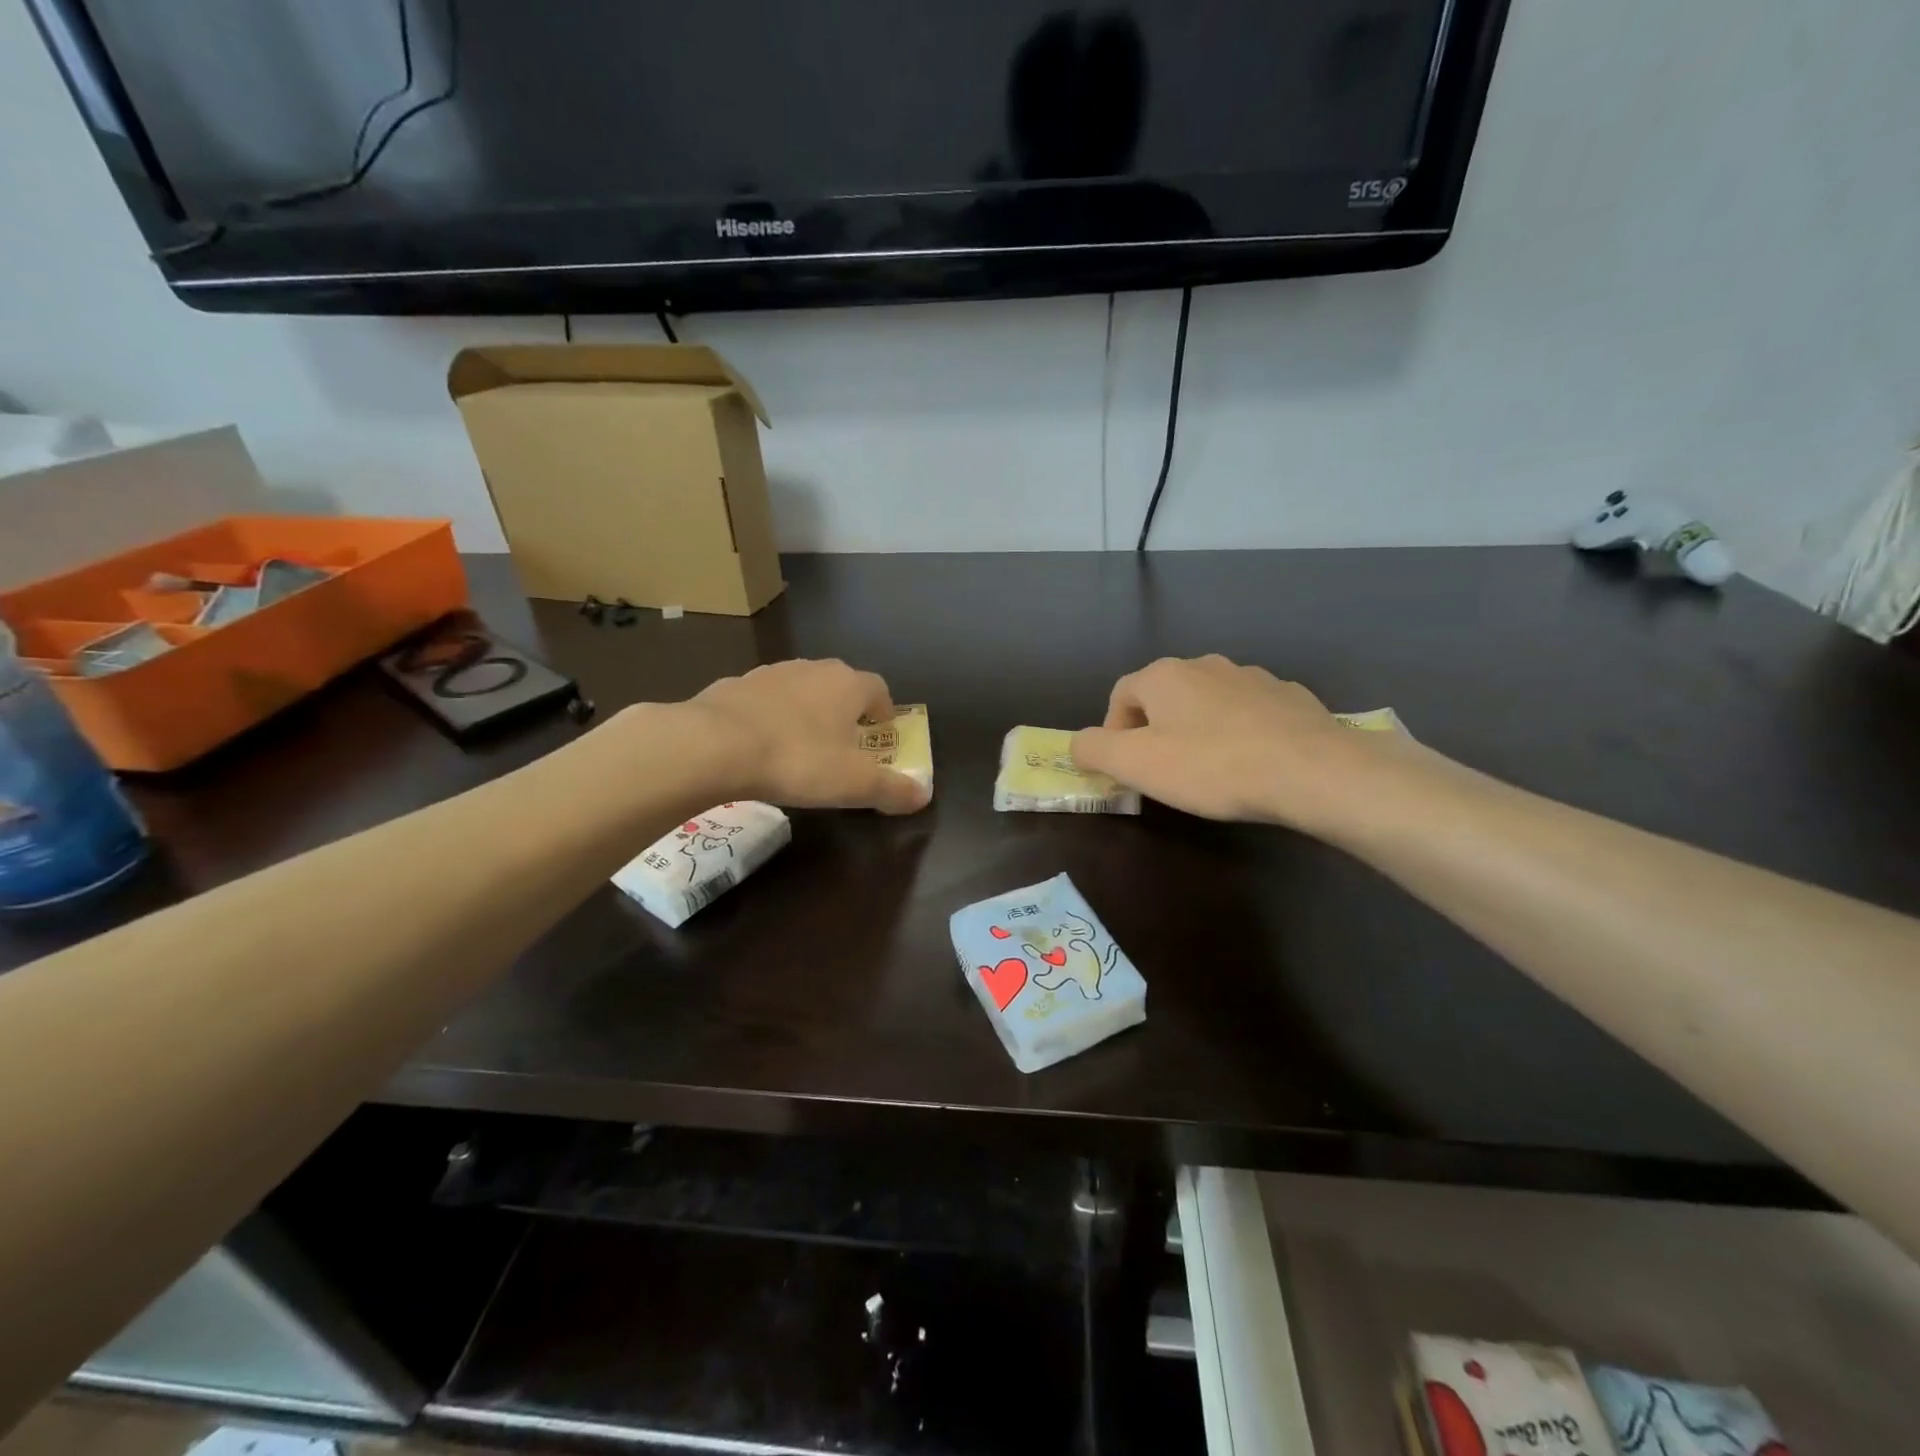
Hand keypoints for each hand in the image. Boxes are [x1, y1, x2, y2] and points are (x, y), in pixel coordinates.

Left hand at [668, 659, 929, 813]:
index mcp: (848, 685)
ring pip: (800, 689)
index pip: (879, 689)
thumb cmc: (798, 760)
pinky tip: (759, 746)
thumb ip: (892, 789)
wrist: (714, 745)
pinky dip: (769, 717)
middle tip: (842, 745)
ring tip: (800, 746)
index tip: (880, 736)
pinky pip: (763, 700)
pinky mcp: (734, 685)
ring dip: (806, 712)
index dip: (884, 712)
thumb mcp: (853, 784)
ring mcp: (770, 673)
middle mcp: (813, 669)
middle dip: (845, 711)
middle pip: (840, 685)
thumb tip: (923, 795)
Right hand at [1071, 655, 1391, 828]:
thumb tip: (1078, 744)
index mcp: (1164, 675)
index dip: (1113, 732)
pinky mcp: (1289, 696)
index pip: (1120, 695)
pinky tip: (1251, 762)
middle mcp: (1205, 664)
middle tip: (1164, 771)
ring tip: (1209, 769)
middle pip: (1164, 696)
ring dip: (1198, 729)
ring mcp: (1252, 676)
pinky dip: (1239, 732)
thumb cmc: (1210, 766)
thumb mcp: (1135, 764)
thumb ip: (1094, 750)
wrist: (1310, 770)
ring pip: (1207, 702)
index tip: (1125, 768)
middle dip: (1155, 731)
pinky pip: (1248, 712)